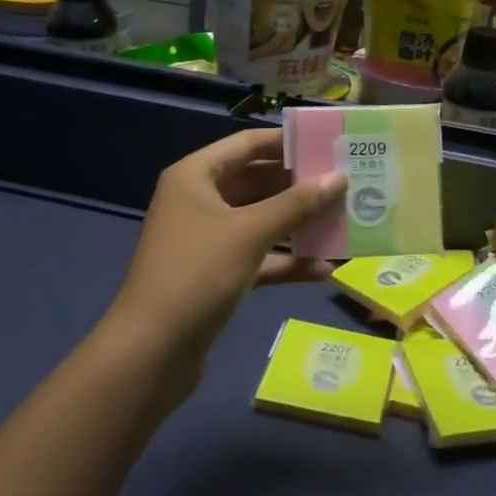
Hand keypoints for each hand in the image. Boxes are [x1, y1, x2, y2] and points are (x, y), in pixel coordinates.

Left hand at [106, 129, 344, 367]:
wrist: (151, 354)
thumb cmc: (197, 274)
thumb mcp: (250, 233)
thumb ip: (297, 204)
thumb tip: (339, 177)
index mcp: (196, 176)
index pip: (247, 144)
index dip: (287, 142)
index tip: (329, 144)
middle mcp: (199, 201)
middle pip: (257, 181)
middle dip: (299, 185)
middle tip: (345, 182)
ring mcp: (208, 240)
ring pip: (260, 221)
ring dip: (298, 223)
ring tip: (343, 220)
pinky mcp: (216, 275)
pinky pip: (258, 257)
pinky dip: (286, 261)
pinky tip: (323, 269)